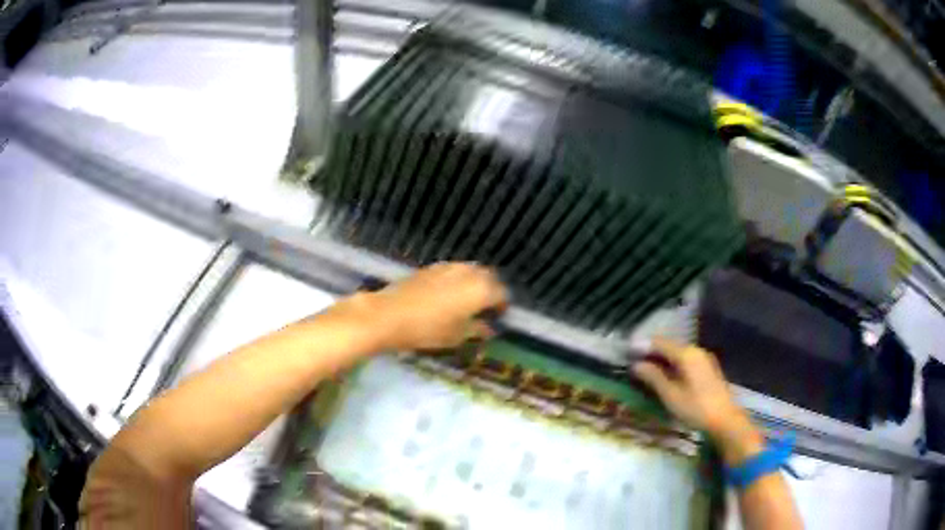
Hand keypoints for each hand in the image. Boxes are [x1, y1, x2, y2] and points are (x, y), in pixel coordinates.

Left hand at [354, 263, 507, 351]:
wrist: (388, 314)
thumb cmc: (428, 330)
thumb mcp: (457, 336)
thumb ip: (477, 329)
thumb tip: (489, 328)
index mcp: (481, 290)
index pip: (502, 294)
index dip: (502, 306)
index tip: (498, 318)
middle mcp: (469, 272)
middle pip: (489, 277)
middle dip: (491, 290)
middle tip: (485, 308)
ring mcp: (449, 267)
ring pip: (471, 271)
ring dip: (475, 282)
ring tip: (467, 301)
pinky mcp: (432, 267)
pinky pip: (454, 270)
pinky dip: (459, 280)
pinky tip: (448, 294)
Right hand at [633, 337, 763, 464]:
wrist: (725, 420)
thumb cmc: (695, 408)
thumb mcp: (670, 395)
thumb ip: (653, 377)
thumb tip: (636, 365)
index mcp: (686, 354)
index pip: (659, 343)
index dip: (641, 346)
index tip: (625, 351)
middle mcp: (696, 350)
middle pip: (669, 345)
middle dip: (651, 351)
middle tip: (632, 360)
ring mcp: (704, 358)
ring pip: (678, 353)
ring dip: (661, 358)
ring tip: (645, 368)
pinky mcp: (708, 368)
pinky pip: (685, 360)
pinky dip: (672, 364)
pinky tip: (666, 374)